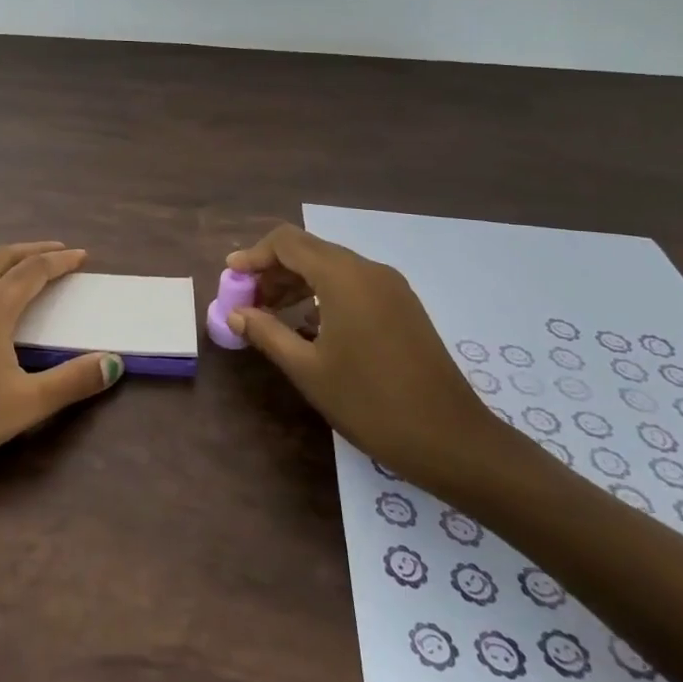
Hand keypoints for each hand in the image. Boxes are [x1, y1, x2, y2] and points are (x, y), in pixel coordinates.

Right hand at [225, 224, 519, 496]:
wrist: (451, 439)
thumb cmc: (371, 403)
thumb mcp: (308, 370)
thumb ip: (267, 333)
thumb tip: (235, 313)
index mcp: (344, 278)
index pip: (288, 242)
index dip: (254, 255)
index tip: (231, 277)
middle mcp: (368, 270)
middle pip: (309, 250)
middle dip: (273, 270)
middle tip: (247, 301)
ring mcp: (391, 287)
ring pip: (332, 266)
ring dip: (297, 282)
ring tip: (271, 314)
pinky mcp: (403, 306)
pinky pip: (353, 283)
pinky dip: (323, 293)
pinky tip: (309, 325)